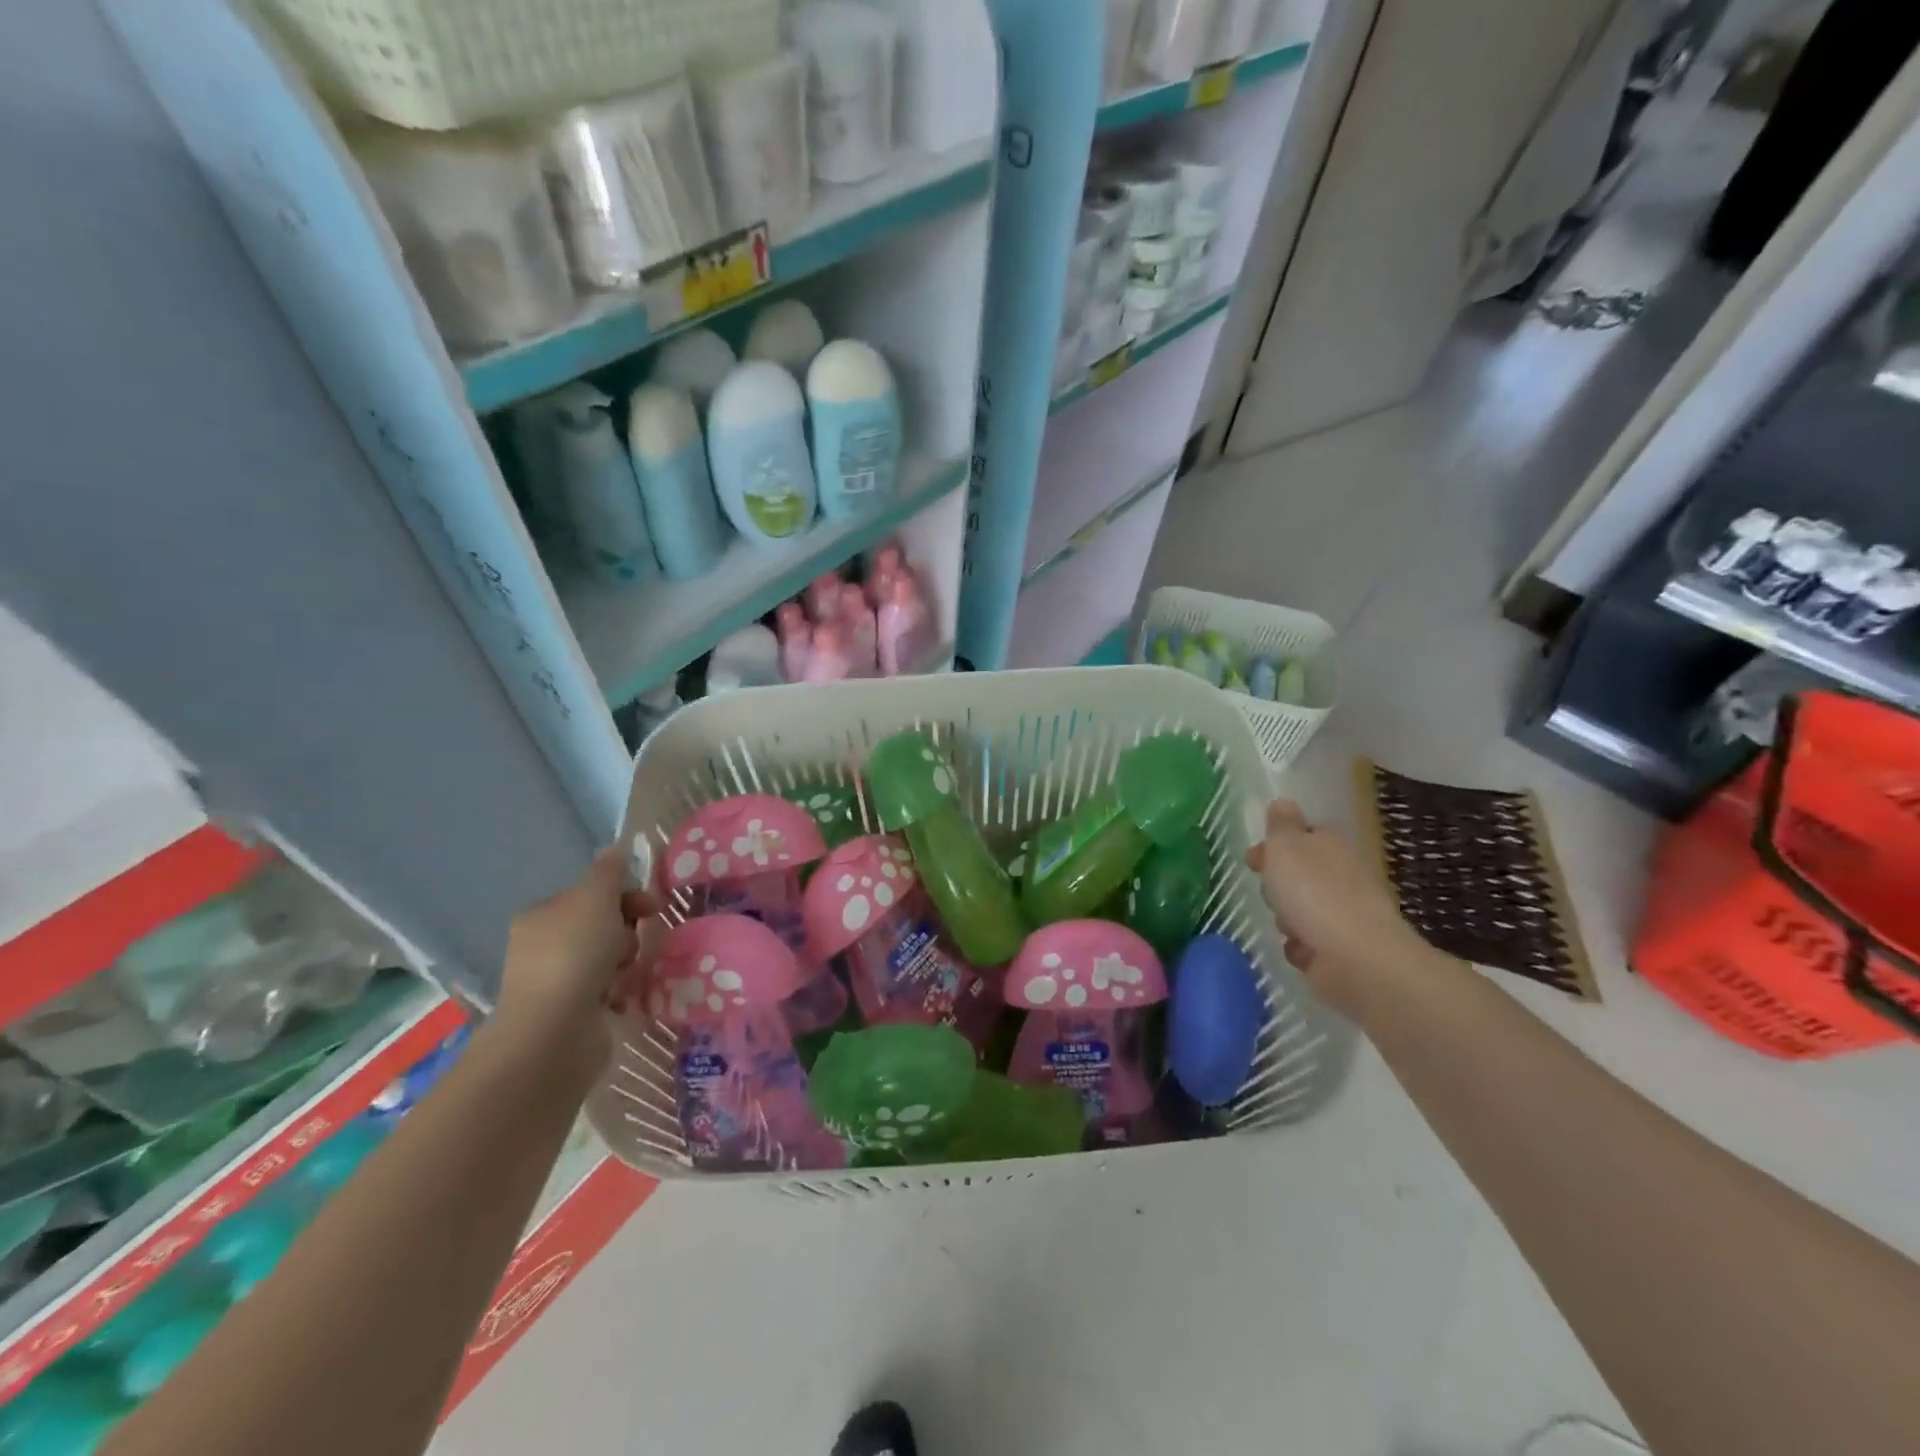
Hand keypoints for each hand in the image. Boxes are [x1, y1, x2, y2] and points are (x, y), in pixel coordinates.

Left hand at [493, 847, 659, 1078]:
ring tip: (628, 975)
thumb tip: (617, 846)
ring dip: (627, 963)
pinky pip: (608, 992)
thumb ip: (609, 871)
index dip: (625, 896)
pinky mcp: (570, 1015)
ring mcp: (554, 983)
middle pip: (602, 926)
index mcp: (541, 915)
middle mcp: (541, 947)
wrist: (554, 1033)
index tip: (652, 907)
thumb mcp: (596, 897)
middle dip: (628, 932)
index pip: (591, 895)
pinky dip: (621, 992)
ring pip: (609, 960)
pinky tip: (624, 997)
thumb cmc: (574, 954)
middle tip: (640, 941)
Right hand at [1246, 800, 1439, 1018]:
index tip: (1254, 859)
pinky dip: (1301, 947)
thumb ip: (1281, 825)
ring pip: (1301, 908)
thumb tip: (1283, 802)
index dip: (1276, 845)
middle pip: (1299, 873)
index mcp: (1331, 845)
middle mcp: (1343, 875)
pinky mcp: (1342, 948)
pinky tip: (1300, 949)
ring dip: (1287, 918)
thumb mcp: (1286, 847)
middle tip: (1270, 893)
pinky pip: (1308, 942)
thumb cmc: (1313, 893)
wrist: (1355, 958)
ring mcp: (1345, 913)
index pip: (1303, 835)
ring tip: (1288, 926)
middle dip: (1278, 885)